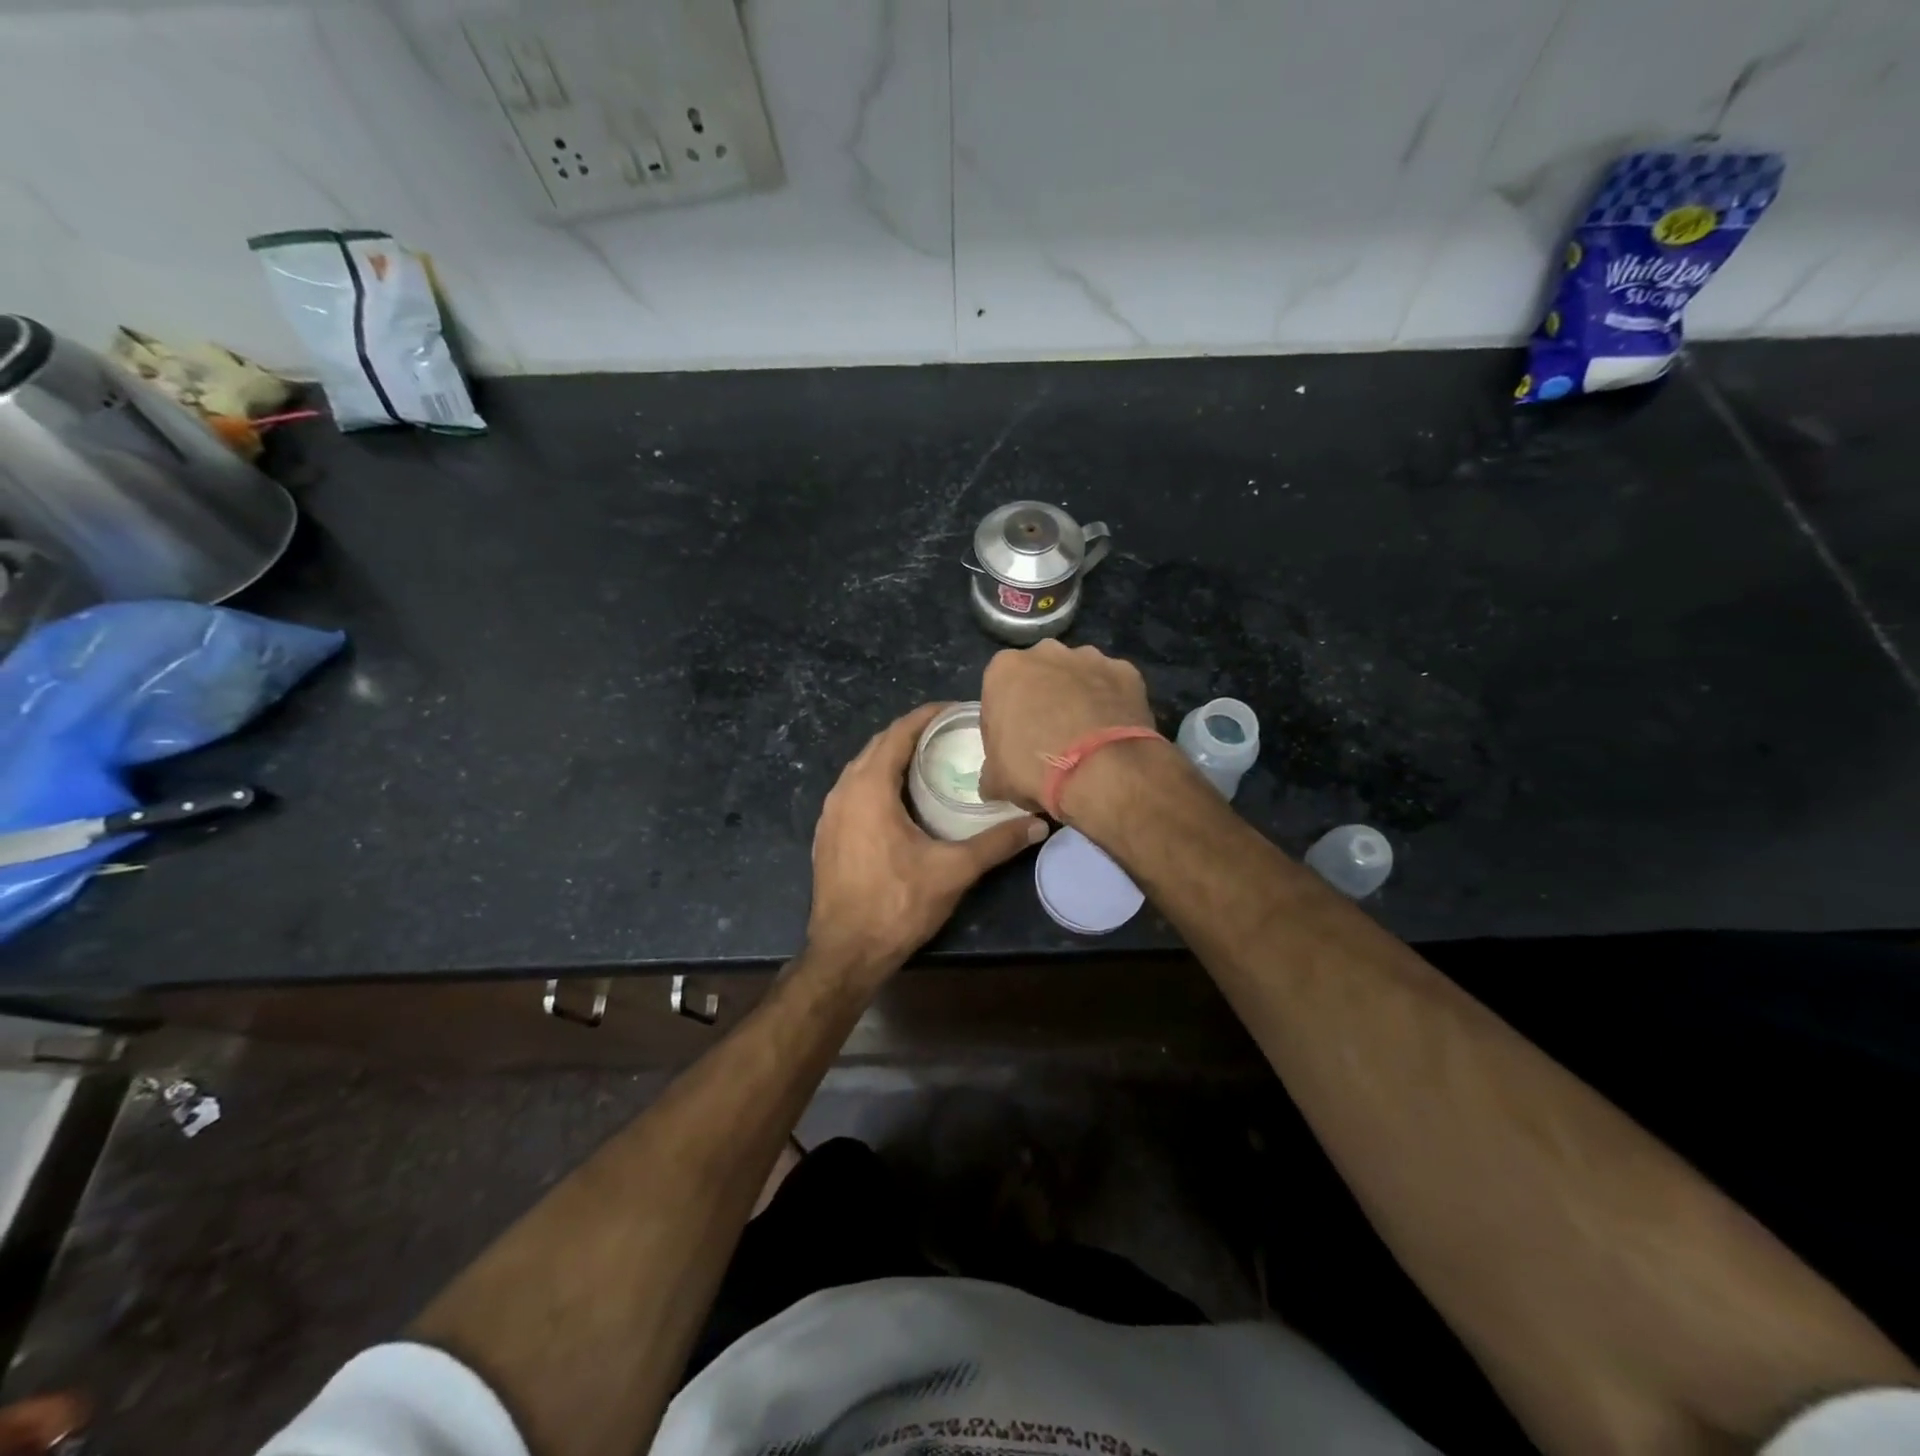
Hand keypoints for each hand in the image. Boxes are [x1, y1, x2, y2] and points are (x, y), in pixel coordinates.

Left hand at [807, 703, 1047, 979]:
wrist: (845, 952)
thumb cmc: (897, 904)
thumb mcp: (953, 871)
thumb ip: (997, 842)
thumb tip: (1039, 824)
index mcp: (869, 788)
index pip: (898, 733)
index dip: (927, 716)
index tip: (956, 710)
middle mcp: (843, 791)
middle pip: (878, 746)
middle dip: (912, 733)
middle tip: (950, 734)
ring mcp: (830, 813)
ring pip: (862, 768)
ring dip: (893, 757)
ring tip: (930, 759)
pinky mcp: (827, 834)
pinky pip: (853, 790)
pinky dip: (877, 781)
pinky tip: (901, 798)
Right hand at [979, 642, 1155, 809]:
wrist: (1101, 772)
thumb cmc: (1035, 768)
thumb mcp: (996, 779)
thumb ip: (991, 771)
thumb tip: (993, 781)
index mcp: (1005, 669)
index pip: (998, 693)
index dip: (1004, 722)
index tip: (1013, 747)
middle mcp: (1046, 652)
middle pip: (1039, 677)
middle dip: (1042, 700)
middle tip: (1049, 740)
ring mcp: (1090, 657)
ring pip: (1078, 677)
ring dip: (1078, 698)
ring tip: (1086, 738)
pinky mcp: (1126, 671)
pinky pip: (1113, 687)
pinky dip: (1112, 704)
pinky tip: (1113, 733)